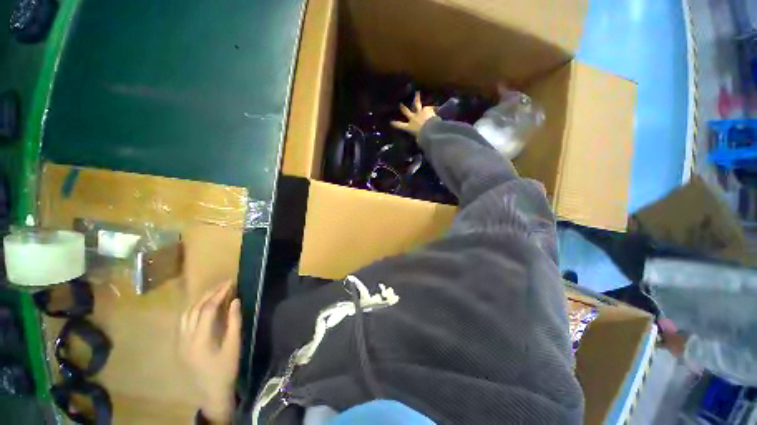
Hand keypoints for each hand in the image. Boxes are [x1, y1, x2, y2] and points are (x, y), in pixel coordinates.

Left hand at [179, 281, 240, 422]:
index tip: (230, 283)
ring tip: (214, 292)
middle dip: (209, 294)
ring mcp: (180, 342)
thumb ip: (234, 321)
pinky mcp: (179, 345)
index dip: (219, 294)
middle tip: (224, 284)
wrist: (211, 392)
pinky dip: (192, 309)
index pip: (207, 309)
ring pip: (185, 314)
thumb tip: (236, 300)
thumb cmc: (226, 368)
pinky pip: (183, 321)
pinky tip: (201, 307)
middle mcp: (185, 338)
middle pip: (194, 309)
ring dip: (199, 300)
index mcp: (200, 339)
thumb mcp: (234, 345)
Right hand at [391, 91, 436, 136]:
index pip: (400, 126)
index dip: (395, 124)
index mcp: (409, 127)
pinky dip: (432, 106)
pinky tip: (435, 105)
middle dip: (403, 108)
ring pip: (417, 104)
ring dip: (416, 98)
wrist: (430, 130)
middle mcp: (413, 118)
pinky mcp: (427, 109)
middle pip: (406, 112)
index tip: (391, 122)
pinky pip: (429, 107)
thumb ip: (419, 139)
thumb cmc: (423, 137)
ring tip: (417, 93)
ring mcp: (419, 113)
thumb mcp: (419, 140)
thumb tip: (420, 141)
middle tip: (400, 104)